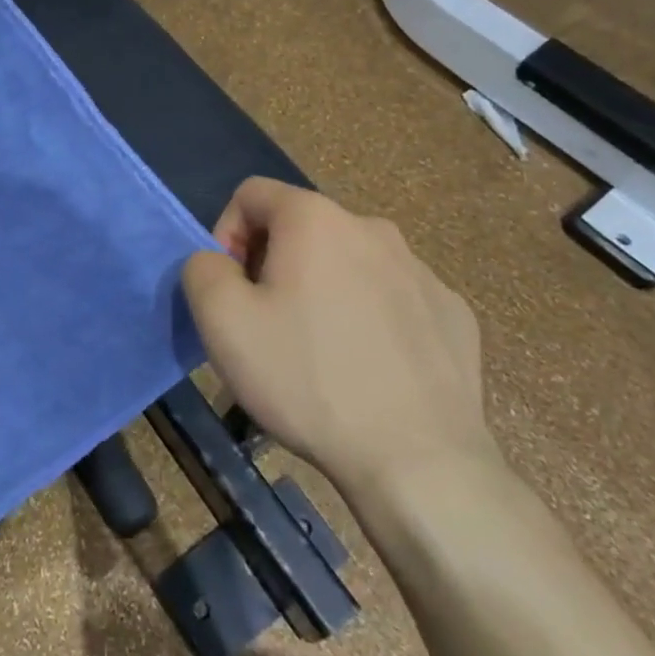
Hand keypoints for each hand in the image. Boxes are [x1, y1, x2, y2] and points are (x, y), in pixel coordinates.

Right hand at [181, 179, 495, 513]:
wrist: (419, 461)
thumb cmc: (308, 379)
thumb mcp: (222, 321)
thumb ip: (202, 269)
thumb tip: (218, 262)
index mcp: (315, 219)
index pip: (251, 194)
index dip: (226, 234)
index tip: (232, 289)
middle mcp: (372, 228)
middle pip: (301, 228)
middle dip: (274, 265)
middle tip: (268, 325)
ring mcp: (421, 270)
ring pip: (348, 263)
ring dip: (322, 290)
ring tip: (318, 353)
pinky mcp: (452, 313)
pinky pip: (392, 299)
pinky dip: (370, 318)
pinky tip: (369, 369)